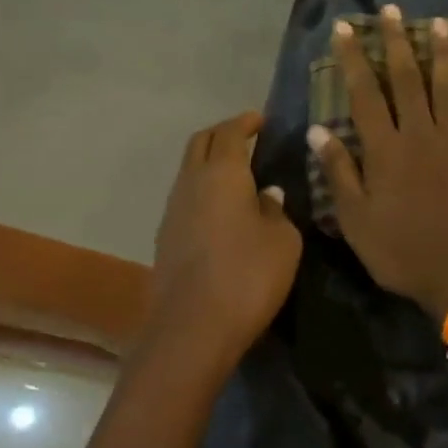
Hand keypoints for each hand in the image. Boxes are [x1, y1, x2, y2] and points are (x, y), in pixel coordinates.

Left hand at [146, 111, 301, 376]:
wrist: (192, 328)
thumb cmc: (248, 277)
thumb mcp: (283, 242)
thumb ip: (276, 211)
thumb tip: (266, 195)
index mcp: (222, 174)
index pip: (230, 132)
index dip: (246, 122)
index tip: (261, 120)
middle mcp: (191, 182)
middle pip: (201, 143)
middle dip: (223, 134)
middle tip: (247, 138)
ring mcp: (172, 210)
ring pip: (189, 170)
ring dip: (210, 163)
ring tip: (237, 173)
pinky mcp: (165, 237)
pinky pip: (186, 198)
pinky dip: (203, 190)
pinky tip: (222, 209)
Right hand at [308, 5, 447, 319]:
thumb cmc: (400, 252)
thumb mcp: (356, 219)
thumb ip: (340, 171)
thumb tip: (320, 128)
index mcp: (386, 150)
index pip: (365, 93)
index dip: (353, 59)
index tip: (345, 28)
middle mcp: (421, 135)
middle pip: (406, 80)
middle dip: (395, 42)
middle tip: (390, 10)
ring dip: (442, 54)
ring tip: (438, 23)